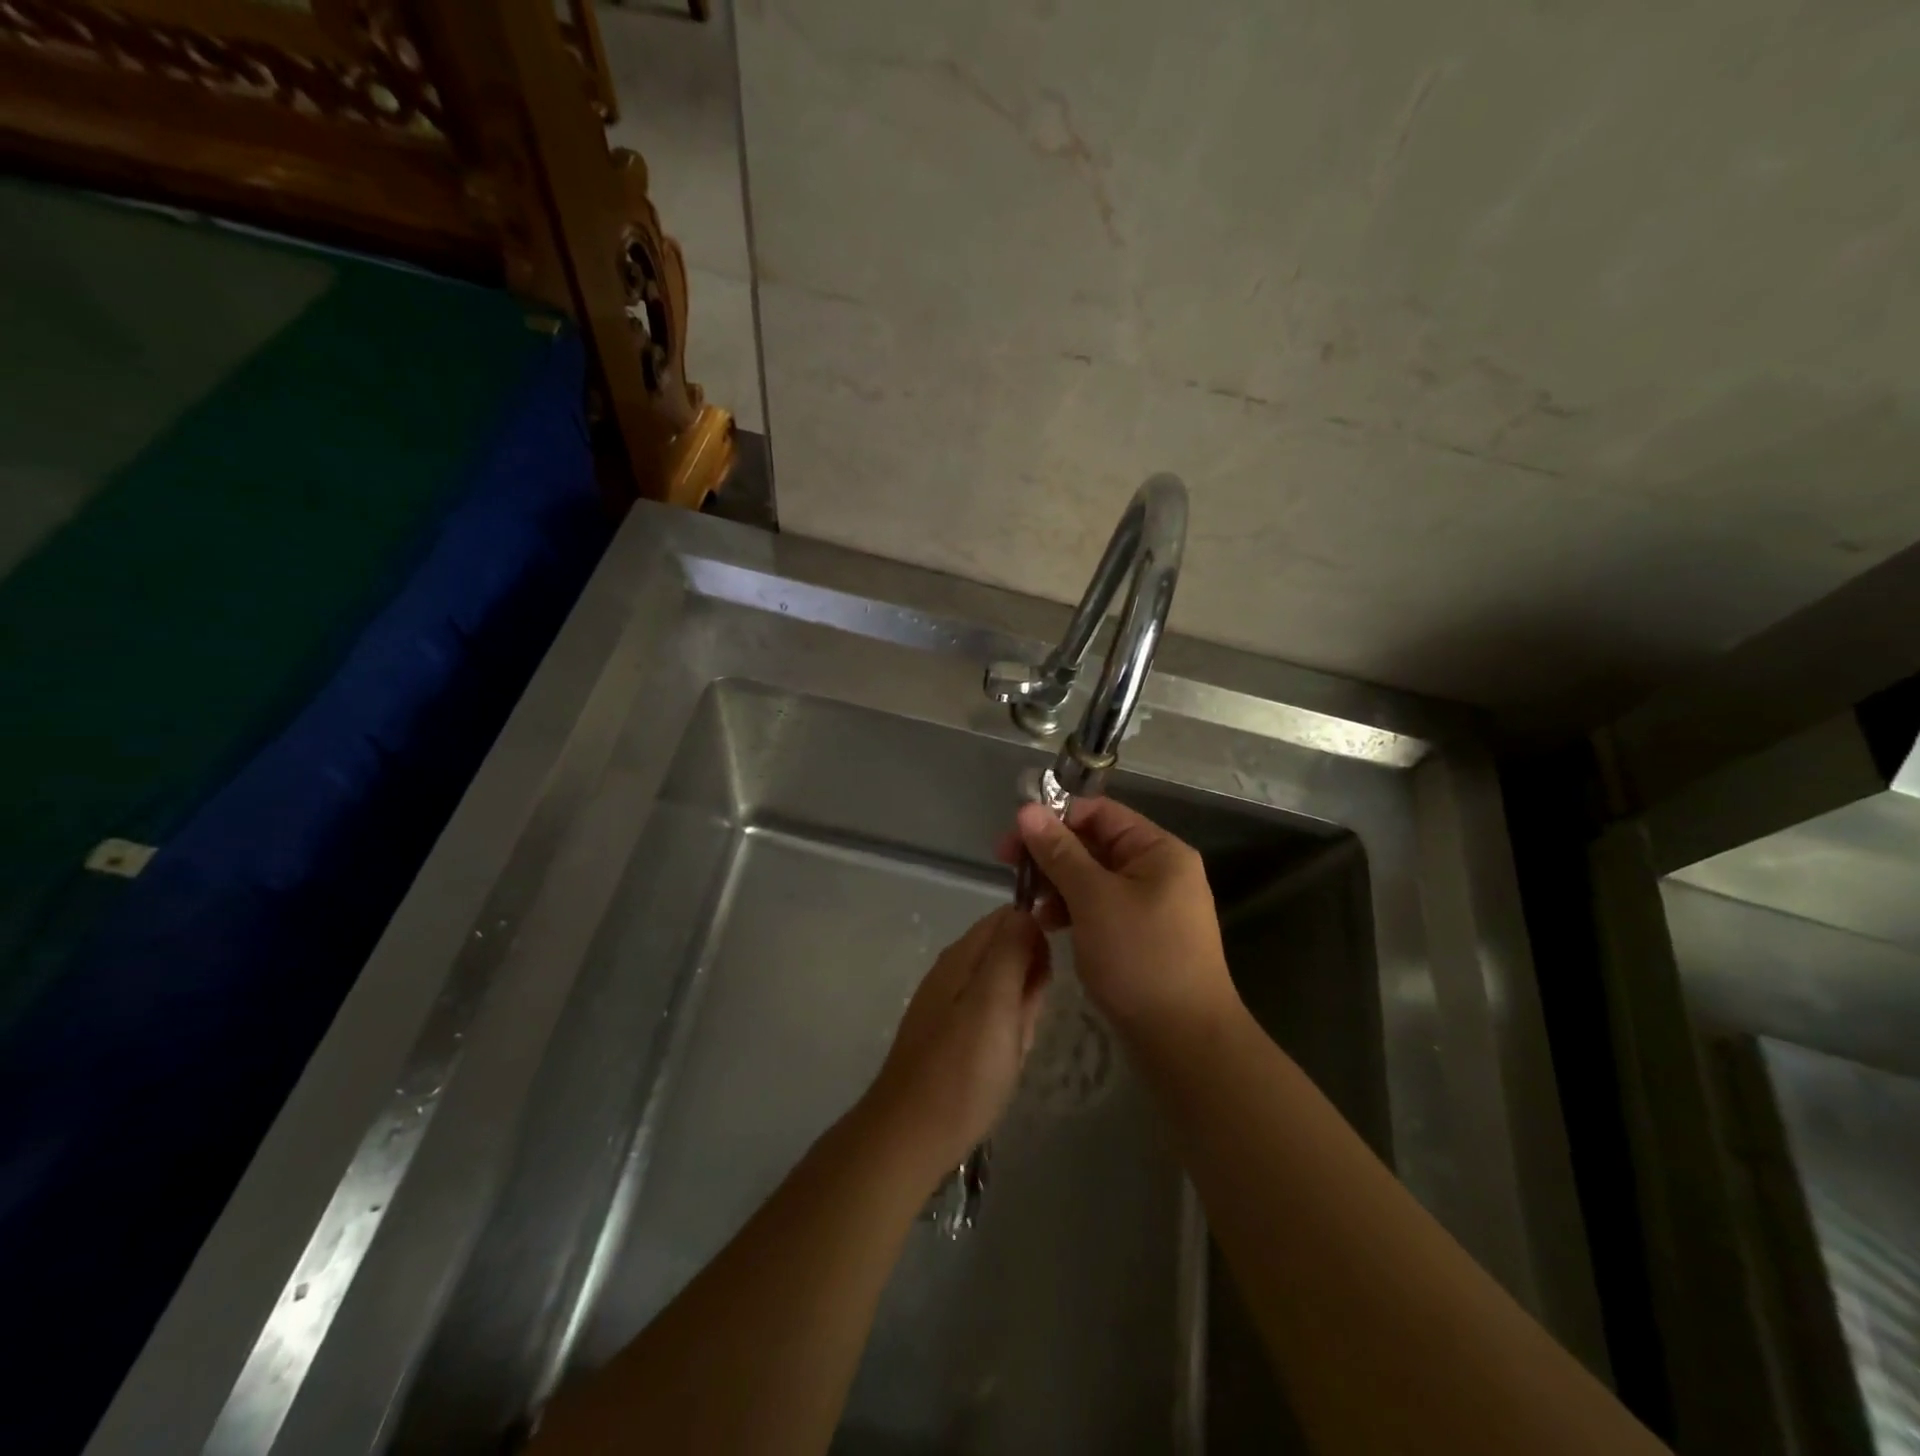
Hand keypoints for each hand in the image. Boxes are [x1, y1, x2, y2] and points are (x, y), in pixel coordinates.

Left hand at [863, 907, 1049, 1178]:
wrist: (913, 1136)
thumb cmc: (962, 1068)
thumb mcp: (994, 1001)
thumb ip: (1011, 951)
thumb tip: (1026, 911)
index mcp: (962, 956)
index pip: (1007, 918)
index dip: (1036, 934)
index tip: (1051, 968)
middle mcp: (953, 972)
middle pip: (1008, 953)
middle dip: (1030, 982)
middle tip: (1028, 1019)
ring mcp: (951, 1006)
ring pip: (1005, 991)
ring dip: (1021, 1014)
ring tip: (1016, 1046)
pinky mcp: (953, 1037)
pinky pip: (994, 1021)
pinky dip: (1008, 1037)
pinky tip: (1005, 1062)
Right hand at [996, 798, 1237, 1040]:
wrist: (1184, 1042)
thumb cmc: (1140, 959)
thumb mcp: (1093, 899)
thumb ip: (1059, 852)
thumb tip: (1027, 809)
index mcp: (1158, 850)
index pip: (1100, 813)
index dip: (1056, 818)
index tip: (1014, 837)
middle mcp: (1158, 870)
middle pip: (1095, 844)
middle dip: (1051, 853)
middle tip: (1009, 868)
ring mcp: (1152, 905)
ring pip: (1094, 878)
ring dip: (1058, 884)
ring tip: (1029, 905)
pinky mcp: (1141, 935)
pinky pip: (1100, 907)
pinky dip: (1073, 910)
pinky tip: (1049, 925)